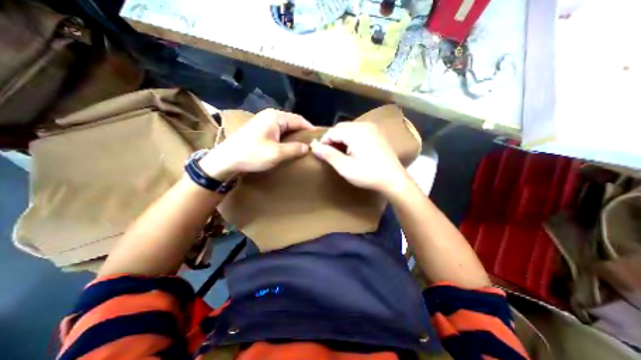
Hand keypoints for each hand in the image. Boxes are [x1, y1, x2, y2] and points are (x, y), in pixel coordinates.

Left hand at [198, 107, 312, 178]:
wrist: (226, 160)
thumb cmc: (252, 155)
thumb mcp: (277, 153)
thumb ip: (295, 149)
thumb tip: (308, 147)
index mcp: (276, 117)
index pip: (299, 120)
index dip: (310, 129)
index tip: (319, 139)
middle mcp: (270, 116)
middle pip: (293, 122)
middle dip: (303, 133)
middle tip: (312, 144)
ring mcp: (264, 122)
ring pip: (286, 127)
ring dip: (295, 136)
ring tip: (303, 146)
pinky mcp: (260, 130)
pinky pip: (279, 131)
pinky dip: (286, 138)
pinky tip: (289, 146)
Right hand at [313, 121, 410, 194]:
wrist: (394, 179)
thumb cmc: (368, 174)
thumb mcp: (345, 167)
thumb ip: (328, 155)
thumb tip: (313, 146)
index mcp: (355, 132)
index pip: (332, 132)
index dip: (323, 142)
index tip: (320, 154)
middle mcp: (364, 125)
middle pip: (340, 128)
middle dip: (332, 139)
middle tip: (329, 154)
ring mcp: (372, 128)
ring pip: (349, 128)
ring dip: (341, 138)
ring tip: (339, 153)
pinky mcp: (377, 133)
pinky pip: (358, 131)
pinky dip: (351, 138)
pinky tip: (352, 150)